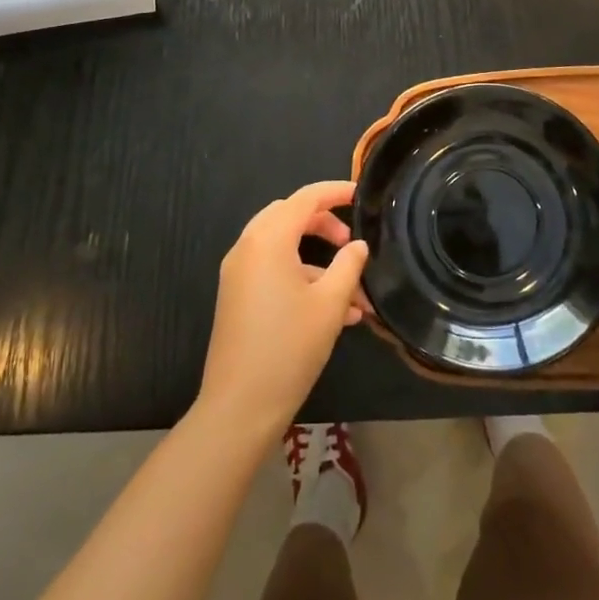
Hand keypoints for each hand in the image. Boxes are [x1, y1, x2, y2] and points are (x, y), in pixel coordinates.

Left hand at [197, 182, 368, 439]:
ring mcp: (238, 273)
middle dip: (324, 224)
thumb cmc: (289, 347)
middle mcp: (248, 247)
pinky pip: (272, 271)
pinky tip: (334, 314)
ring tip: (354, 295)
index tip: (362, 194)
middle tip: (351, 243)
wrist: (239, 407)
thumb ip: (349, 266)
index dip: (335, 192)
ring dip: (317, 261)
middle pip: (290, 217)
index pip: (305, 198)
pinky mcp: (236, 297)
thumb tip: (358, 246)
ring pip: (283, 247)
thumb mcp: (330, 304)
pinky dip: (301, 278)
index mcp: (268, 239)